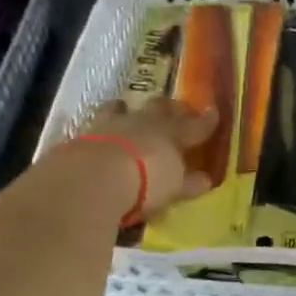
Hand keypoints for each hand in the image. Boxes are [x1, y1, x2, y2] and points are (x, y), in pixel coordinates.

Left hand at [72, 98, 217, 221]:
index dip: (205, 121)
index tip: (213, 113)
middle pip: (158, 108)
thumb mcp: (173, 187)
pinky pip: (94, 124)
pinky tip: (97, 132)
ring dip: (126, 109)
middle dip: (167, 108)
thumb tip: (205, 179)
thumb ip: (188, 182)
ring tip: (125, 109)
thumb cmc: (145, 182)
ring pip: (121, 108)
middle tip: (172, 110)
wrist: (93, 177)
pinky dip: (99, 127)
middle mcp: (142, 122)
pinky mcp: (82, 135)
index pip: (193, 125)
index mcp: (170, 132)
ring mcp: (110, 124)